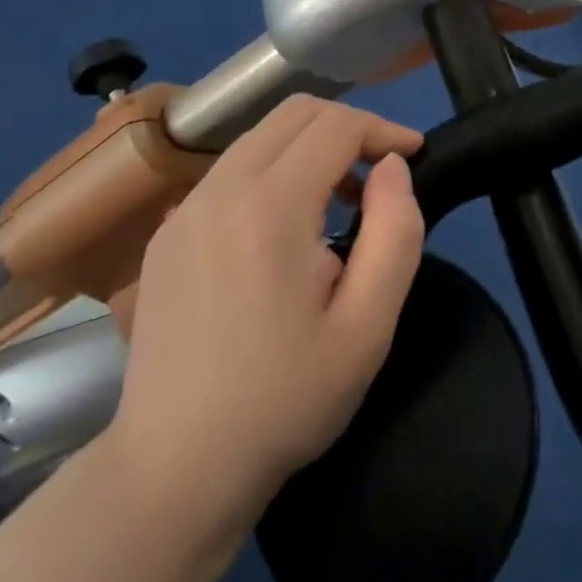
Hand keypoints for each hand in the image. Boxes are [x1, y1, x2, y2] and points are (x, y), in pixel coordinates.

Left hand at [107, 95, 425, 531]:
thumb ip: (395, 232)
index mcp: (270, 206)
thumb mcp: (368, 327)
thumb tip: (392, 167)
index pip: (336, 125)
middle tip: (380, 173)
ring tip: (340, 200)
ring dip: (309, 147)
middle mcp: (220, 188)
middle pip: (294, 112)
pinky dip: (271, 171)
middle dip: (348, 125)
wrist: (175, 469)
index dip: (383, 128)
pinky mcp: (167, 230)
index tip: (414, 155)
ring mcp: (185, 207)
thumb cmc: (284, 400)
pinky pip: (230, 170)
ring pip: (259, 136)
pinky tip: (285, 229)